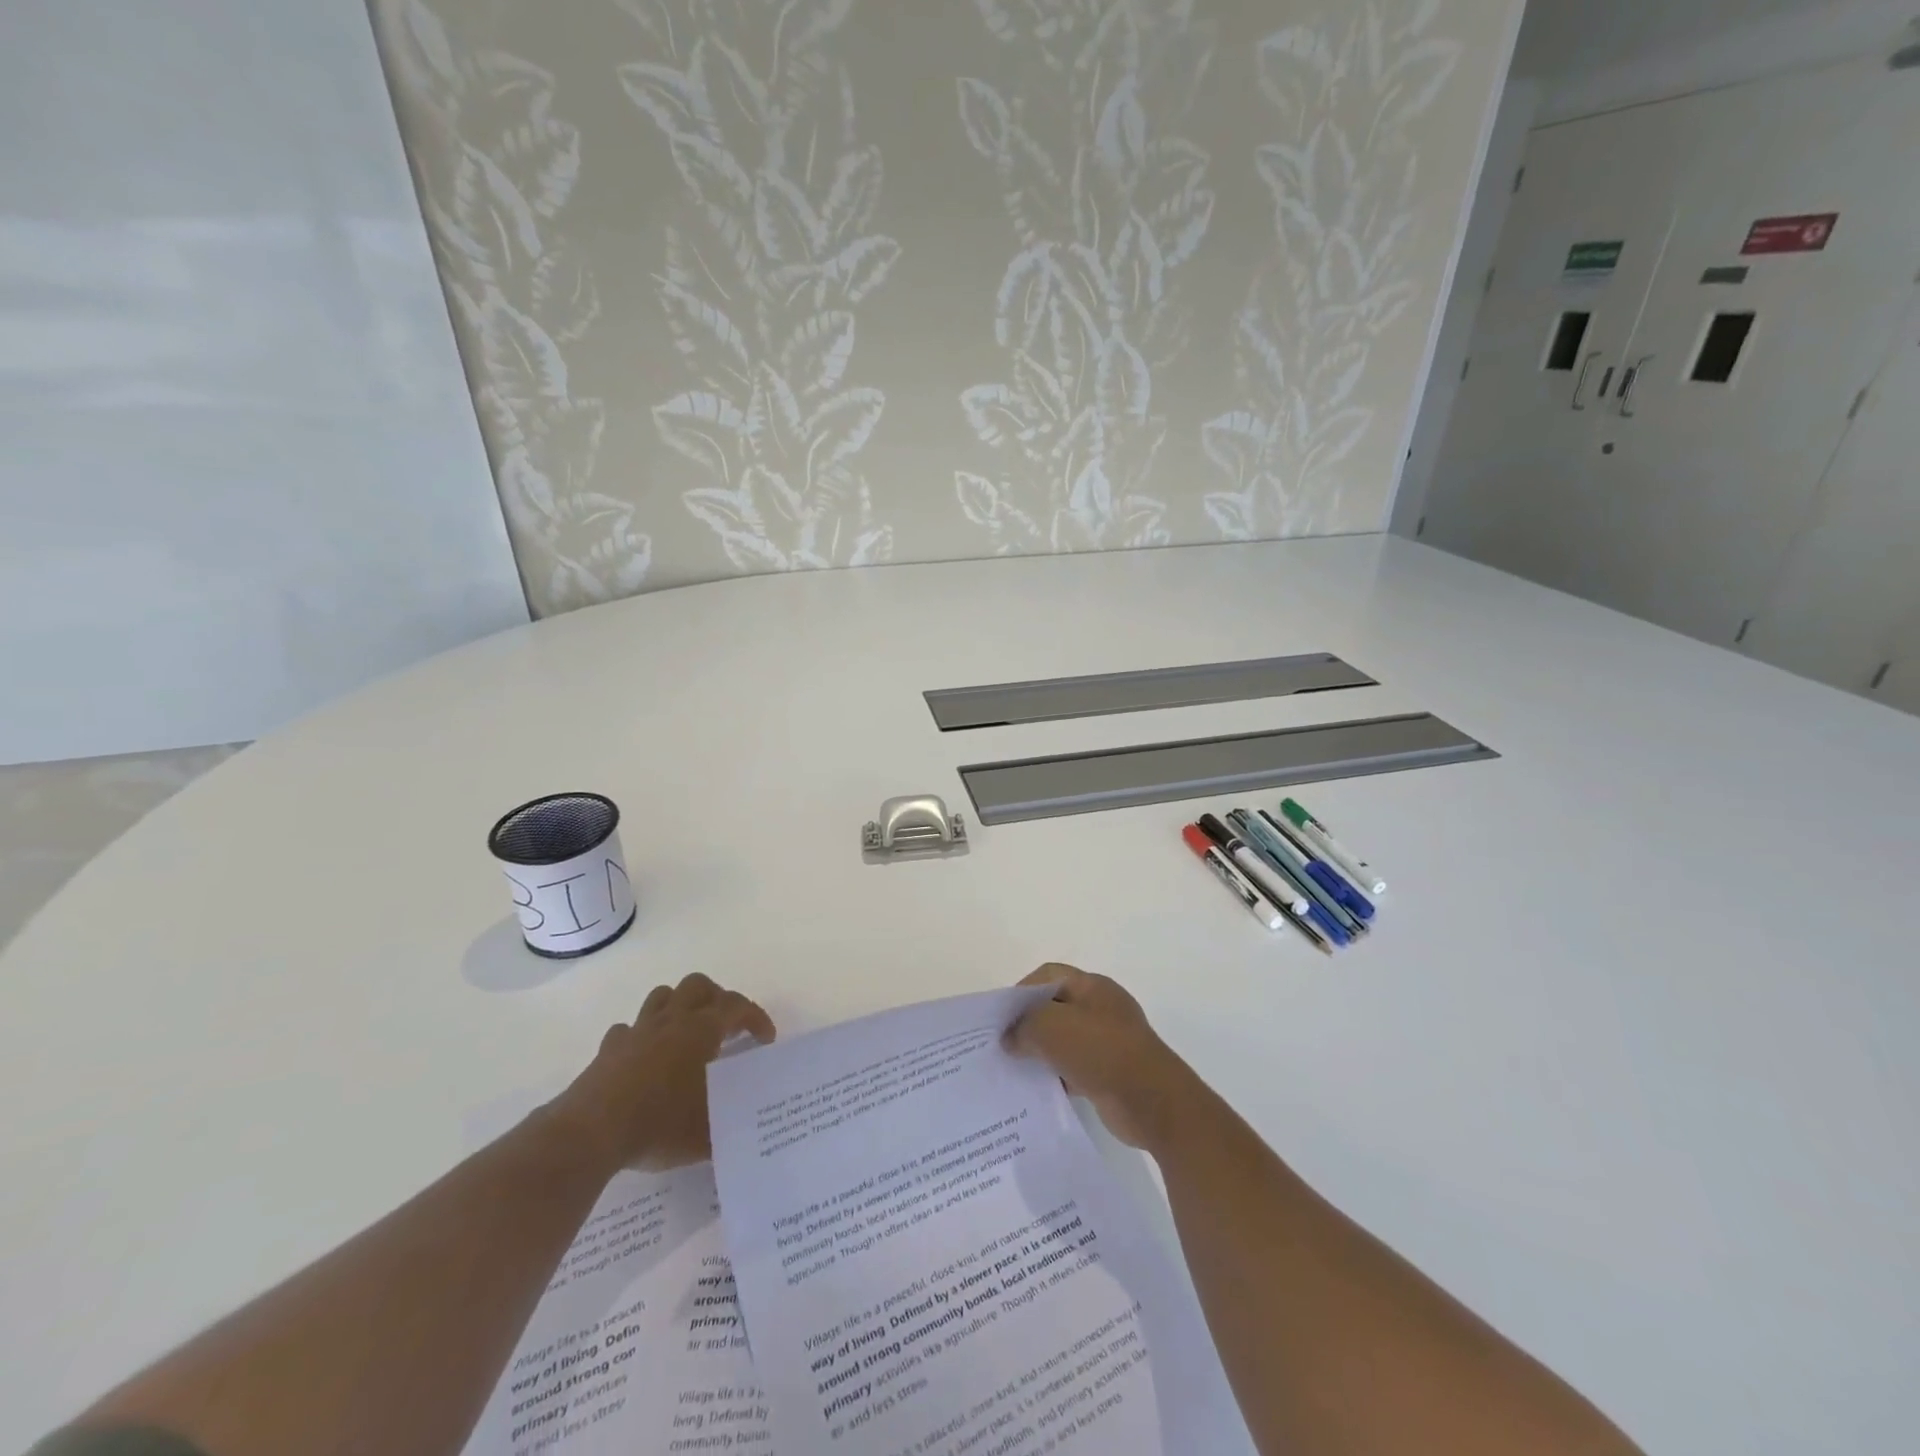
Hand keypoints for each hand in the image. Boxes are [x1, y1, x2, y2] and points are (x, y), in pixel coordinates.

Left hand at [552, 973, 775, 1172]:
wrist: (590, 1133)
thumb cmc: (658, 1125)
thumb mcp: (707, 1133)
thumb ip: (730, 1124)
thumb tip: (745, 1130)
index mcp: (702, 1030)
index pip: (737, 1006)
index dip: (756, 1017)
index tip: (765, 1039)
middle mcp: (672, 1020)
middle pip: (698, 985)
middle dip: (717, 998)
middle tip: (725, 1025)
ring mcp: (637, 1031)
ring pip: (662, 996)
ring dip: (679, 1006)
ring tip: (687, 1032)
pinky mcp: (609, 1049)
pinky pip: (628, 1029)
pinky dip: (641, 1036)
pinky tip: (645, 1057)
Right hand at [1004, 964, 1201, 1150]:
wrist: (1153, 1102)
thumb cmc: (1101, 1051)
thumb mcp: (1052, 1028)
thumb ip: (1024, 1026)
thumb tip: (1009, 1038)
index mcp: (1092, 986)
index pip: (1049, 975)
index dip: (1022, 991)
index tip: (1002, 1016)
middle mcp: (1101, 1008)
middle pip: (1056, 1006)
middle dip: (1029, 1023)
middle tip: (1003, 1043)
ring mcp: (1109, 1040)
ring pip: (1065, 1039)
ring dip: (1042, 1052)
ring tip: (1014, 1067)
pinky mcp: (1111, 1072)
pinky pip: (1075, 1067)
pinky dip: (1057, 1074)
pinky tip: (1039, 1088)